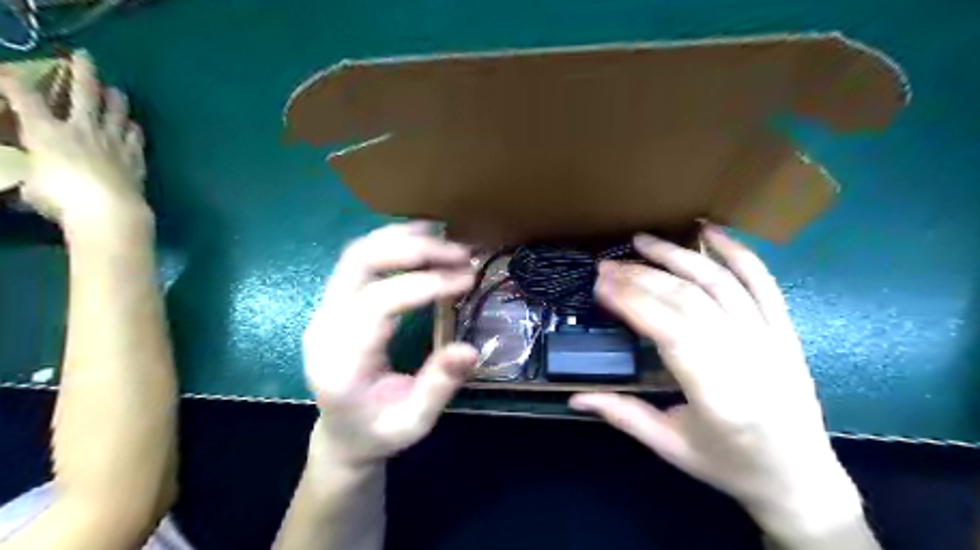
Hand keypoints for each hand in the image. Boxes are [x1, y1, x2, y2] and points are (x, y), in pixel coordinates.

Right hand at [1, 51, 145, 231]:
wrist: (110, 210)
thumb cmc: (62, 199)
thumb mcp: (31, 185)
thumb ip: (33, 176)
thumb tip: (35, 183)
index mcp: (46, 132)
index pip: (24, 97)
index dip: (12, 80)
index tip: (7, 70)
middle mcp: (82, 129)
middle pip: (84, 93)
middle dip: (83, 71)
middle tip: (85, 56)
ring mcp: (114, 141)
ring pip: (117, 112)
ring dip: (116, 99)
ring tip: (117, 90)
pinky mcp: (136, 157)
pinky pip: (136, 137)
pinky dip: (134, 129)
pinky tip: (134, 126)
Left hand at [303, 224, 479, 468]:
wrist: (343, 434)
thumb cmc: (379, 432)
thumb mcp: (414, 422)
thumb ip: (438, 387)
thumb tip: (469, 349)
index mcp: (340, 362)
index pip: (378, 303)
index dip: (425, 284)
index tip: (467, 278)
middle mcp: (324, 326)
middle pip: (359, 264)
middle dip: (413, 250)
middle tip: (459, 253)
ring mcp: (325, 310)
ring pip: (356, 253)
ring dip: (402, 238)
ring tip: (444, 236)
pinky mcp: (335, 303)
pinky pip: (359, 260)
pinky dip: (391, 243)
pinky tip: (421, 239)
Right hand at [576, 225, 863, 541]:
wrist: (801, 478)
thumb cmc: (730, 466)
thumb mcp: (670, 447)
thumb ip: (622, 415)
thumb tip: (574, 397)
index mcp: (719, 395)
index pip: (670, 331)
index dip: (632, 302)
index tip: (600, 285)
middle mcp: (749, 358)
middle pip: (689, 300)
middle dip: (642, 277)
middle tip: (606, 267)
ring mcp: (772, 339)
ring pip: (719, 283)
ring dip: (678, 256)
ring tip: (642, 241)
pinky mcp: (785, 330)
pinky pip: (762, 282)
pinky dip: (737, 252)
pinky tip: (709, 231)